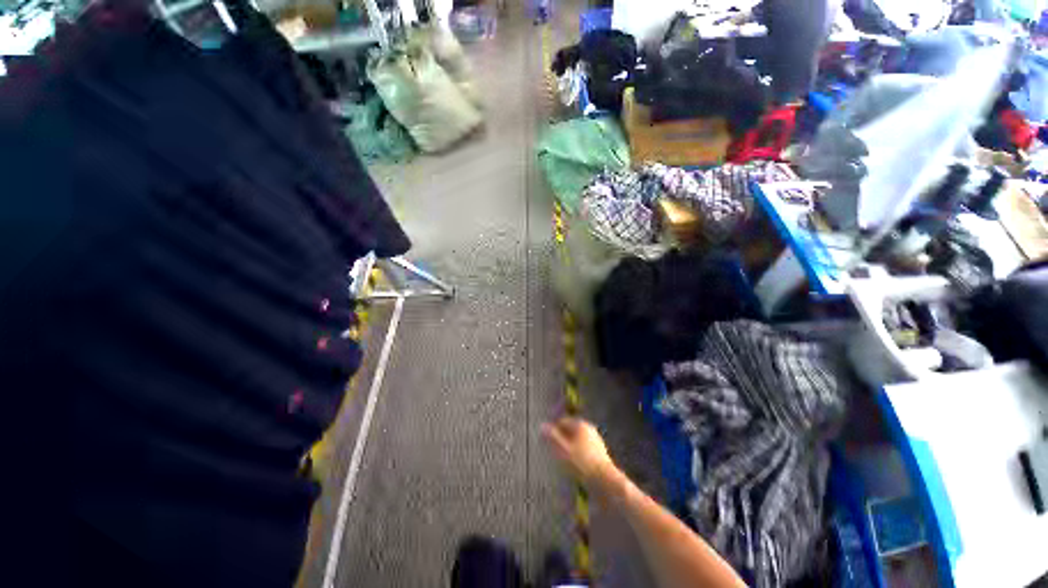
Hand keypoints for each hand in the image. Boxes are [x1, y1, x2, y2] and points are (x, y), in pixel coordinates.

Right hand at [541, 417, 615, 484]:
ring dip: (569, 448)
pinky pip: (584, 448)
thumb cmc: (582, 463)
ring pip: (577, 440)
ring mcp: (595, 439)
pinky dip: (578, 454)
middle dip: (562, 440)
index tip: (548, 445)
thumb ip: (552, 437)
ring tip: (566, 462)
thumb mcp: (563, 450)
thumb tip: (542, 426)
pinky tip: (576, 467)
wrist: (606, 480)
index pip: (562, 422)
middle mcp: (589, 428)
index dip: (553, 431)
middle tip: (556, 455)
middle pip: (570, 430)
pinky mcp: (600, 450)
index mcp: (580, 424)